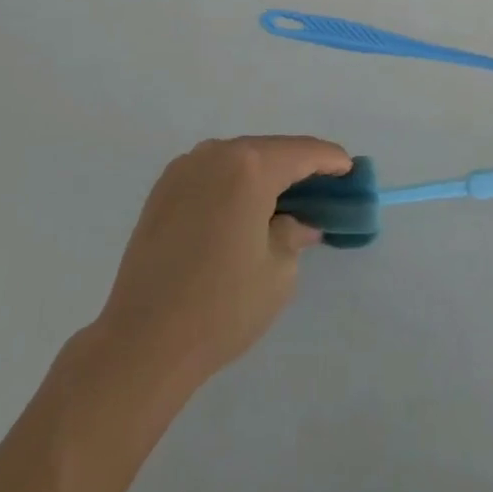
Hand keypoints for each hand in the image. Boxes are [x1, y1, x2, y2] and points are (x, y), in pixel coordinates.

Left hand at [91, 136, 350, 395]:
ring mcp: (184, 168)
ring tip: (282, 200)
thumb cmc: (221, 306)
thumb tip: (298, 223)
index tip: (350, 169)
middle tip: (321, 188)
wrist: (142, 341)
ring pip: (237, 160)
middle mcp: (215, 154)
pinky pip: (211, 174)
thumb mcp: (278, 272)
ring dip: (263, 174)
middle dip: (297, 166)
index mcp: (249, 167)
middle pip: (268, 150)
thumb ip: (294, 234)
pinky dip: (233, 183)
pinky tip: (242, 209)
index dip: (330, 160)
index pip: (302, 153)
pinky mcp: (162, 190)